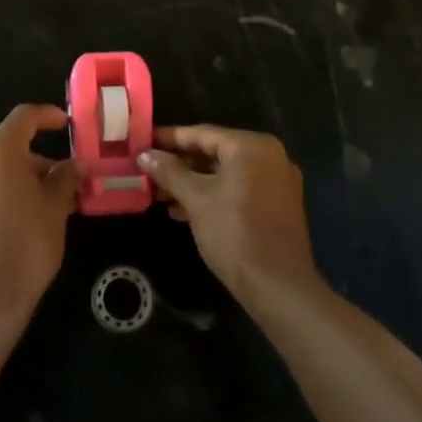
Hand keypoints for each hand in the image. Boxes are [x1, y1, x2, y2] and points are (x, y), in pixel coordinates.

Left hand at [0, 105, 80, 325]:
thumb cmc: (27, 245)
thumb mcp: (55, 209)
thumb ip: (65, 180)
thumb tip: (74, 165)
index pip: (23, 117)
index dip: (47, 116)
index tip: (67, 124)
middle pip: (10, 149)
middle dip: (40, 162)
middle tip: (67, 184)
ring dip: (24, 182)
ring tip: (51, 209)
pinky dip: (6, 199)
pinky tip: (24, 226)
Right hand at [138, 125, 317, 303]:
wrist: (278, 287)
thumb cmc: (234, 233)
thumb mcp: (196, 199)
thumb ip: (169, 172)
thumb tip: (145, 155)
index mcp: (252, 146)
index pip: (202, 134)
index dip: (169, 138)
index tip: (143, 141)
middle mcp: (269, 157)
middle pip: (215, 153)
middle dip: (179, 165)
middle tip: (148, 171)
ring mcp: (277, 182)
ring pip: (225, 174)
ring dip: (193, 183)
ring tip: (160, 196)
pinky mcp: (278, 207)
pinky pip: (238, 190)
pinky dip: (212, 196)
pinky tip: (183, 212)